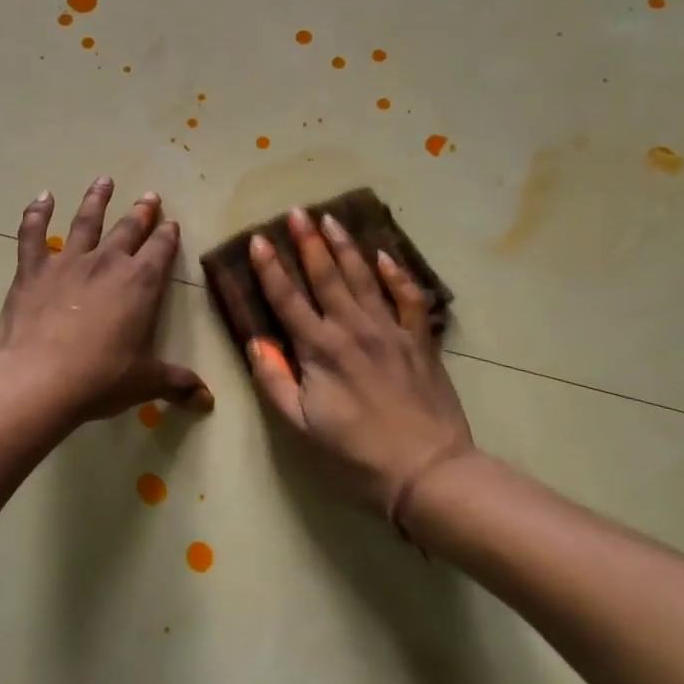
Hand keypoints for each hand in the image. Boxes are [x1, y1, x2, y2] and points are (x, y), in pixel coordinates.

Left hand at [0, 178, 213, 423]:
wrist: (39, 379)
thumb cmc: (101, 379)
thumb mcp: (146, 383)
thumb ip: (178, 384)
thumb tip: (209, 402)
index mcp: (141, 283)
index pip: (161, 249)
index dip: (168, 236)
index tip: (172, 224)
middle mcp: (107, 262)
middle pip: (129, 228)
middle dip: (142, 212)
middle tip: (149, 196)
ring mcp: (68, 262)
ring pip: (86, 220)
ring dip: (97, 199)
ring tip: (104, 180)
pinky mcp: (32, 270)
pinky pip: (33, 234)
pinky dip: (36, 213)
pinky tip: (42, 197)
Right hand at [247, 209, 473, 524]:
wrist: (428, 471)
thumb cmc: (355, 455)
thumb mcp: (301, 427)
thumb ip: (275, 381)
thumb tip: (255, 342)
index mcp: (321, 350)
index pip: (288, 299)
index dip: (270, 268)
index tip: (258, 240)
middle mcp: (354, 329)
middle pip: (327, 276)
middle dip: (308, 242)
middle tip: (297, 211)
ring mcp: (390, 331)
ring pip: (364, 278)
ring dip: (345, 247)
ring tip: (331, 219)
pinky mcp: (419, 341)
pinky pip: (407, 298)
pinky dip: (396, 274)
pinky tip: (385, 257)